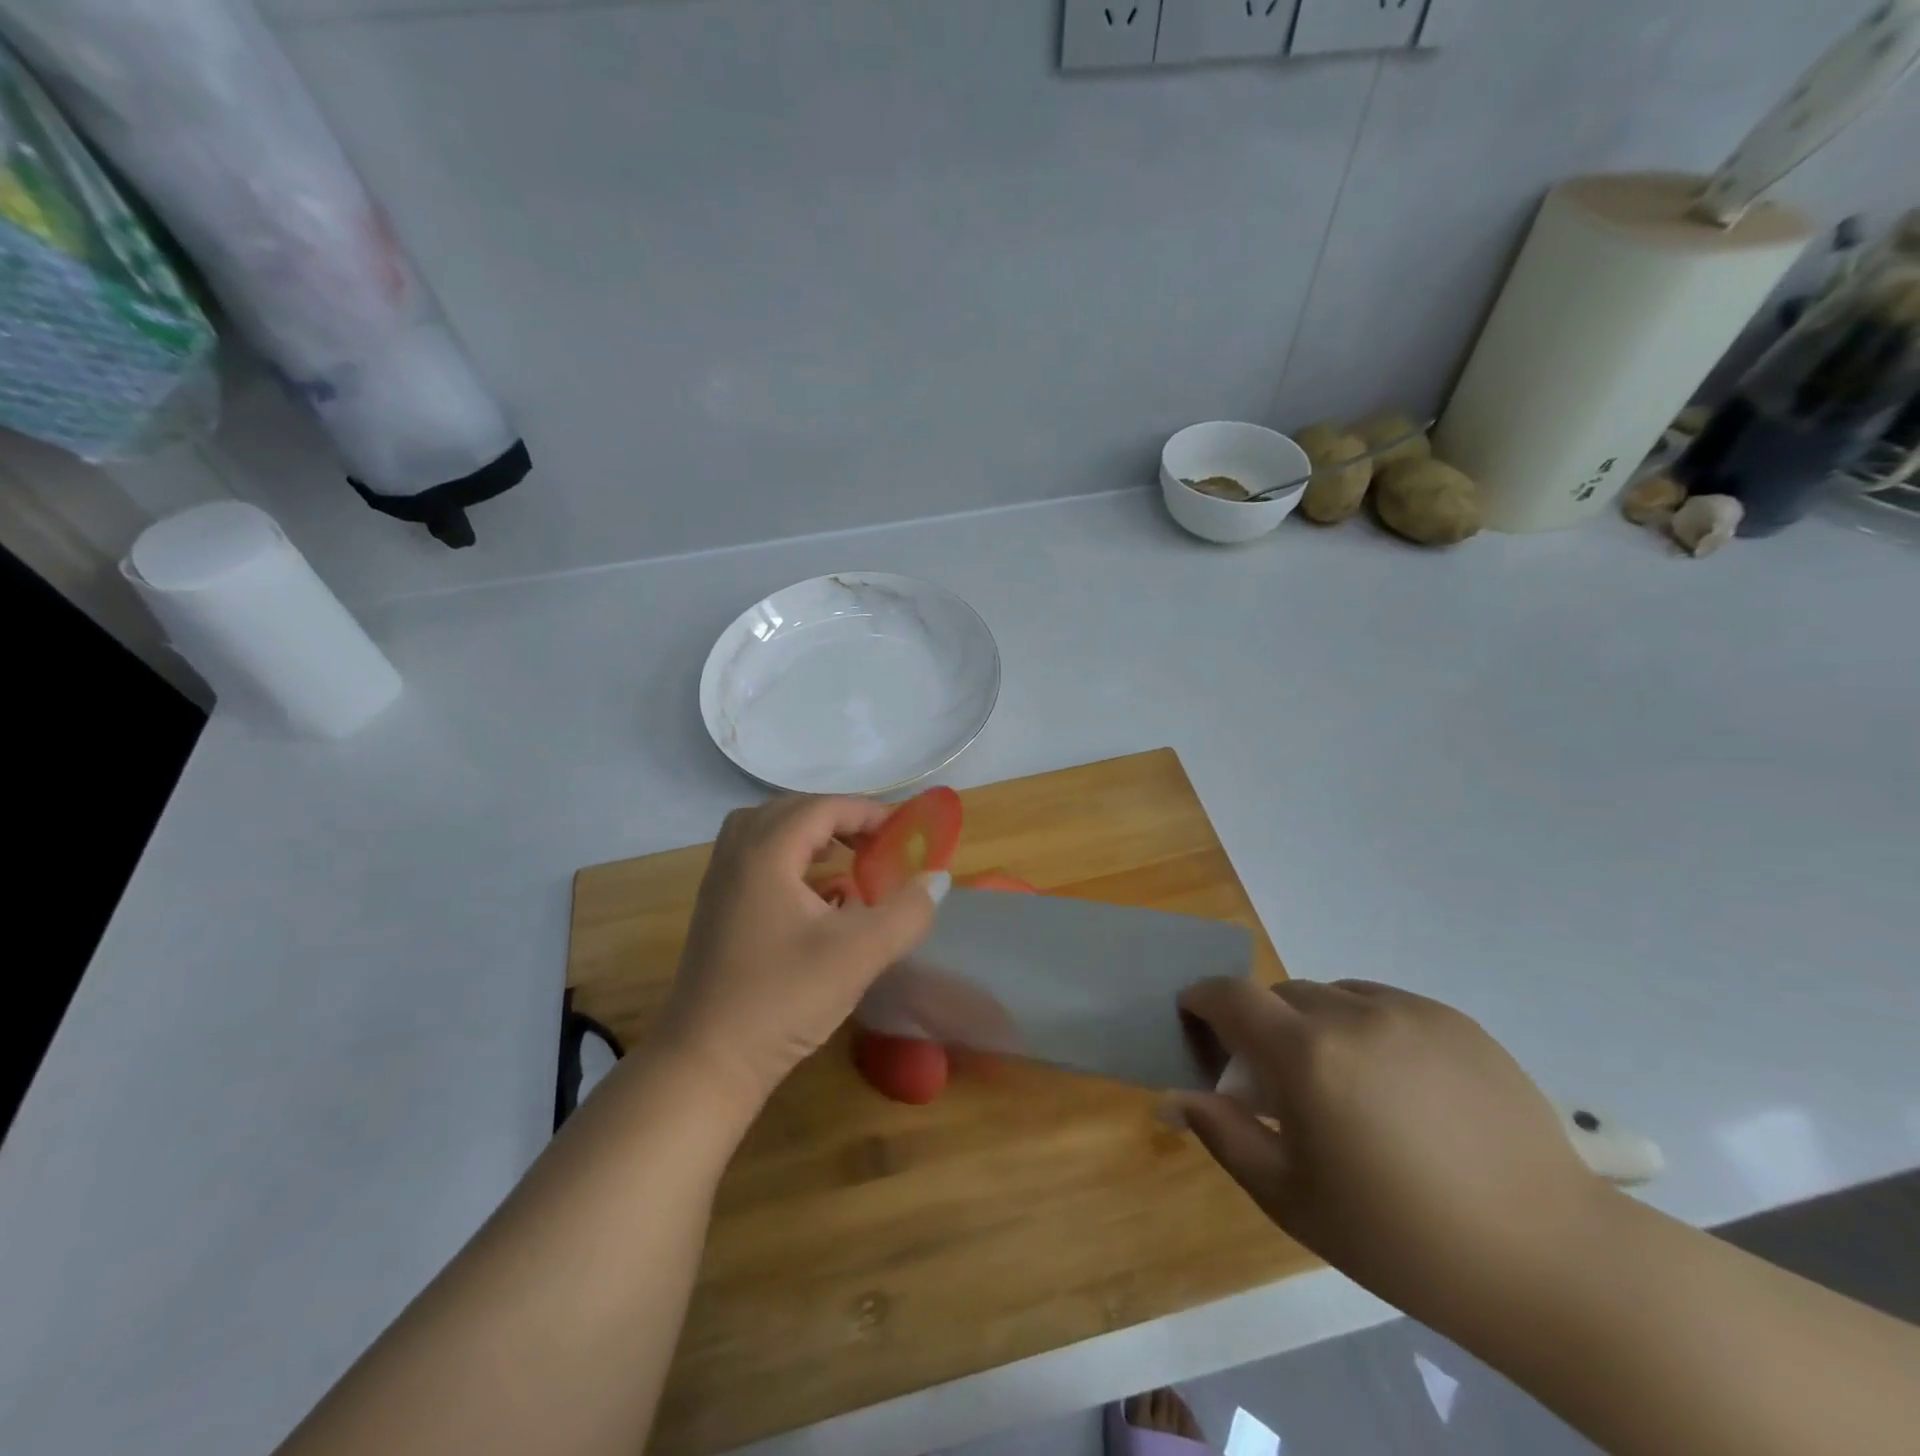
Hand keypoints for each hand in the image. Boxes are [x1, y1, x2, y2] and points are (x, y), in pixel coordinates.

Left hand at [656, 796, 943, 1111]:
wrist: (707, 1062)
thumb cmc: (783, 999)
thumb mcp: (859, 954)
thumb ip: (906, 912)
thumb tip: (937, 879)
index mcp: (765, 854)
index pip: (821, 808)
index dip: (865, 812)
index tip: (901, 831)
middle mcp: (736, 857)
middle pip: (790, 811)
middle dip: (838, 819)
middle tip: (875, 841)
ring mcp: (720, 884)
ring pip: (767, 834)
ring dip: (810, 837)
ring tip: (845, 859)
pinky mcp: (717, 912)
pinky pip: (756, 861)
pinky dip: (790, 862)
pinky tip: (818, 900)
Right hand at [1172, 979, 1609, 1328]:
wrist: (1550, 1261)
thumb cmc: (1400, 1239)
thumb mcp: (1291, 1197)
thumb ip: (1223, 1133)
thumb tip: (1174, 1096)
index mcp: (1306, 1054)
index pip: (1229, 996)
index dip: (1202, 1000)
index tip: (1196, 1022)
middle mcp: (1351, 1014)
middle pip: (1280, 994)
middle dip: (1262, 1025)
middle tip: (1278, 1081)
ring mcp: (1408, 1011)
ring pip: (1332, 995)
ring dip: (1315, 1024)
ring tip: (1344, 1085)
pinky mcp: (1453, 1020)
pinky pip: (1383, 1004)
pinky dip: (1365, 1026)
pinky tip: (1396, 1085)